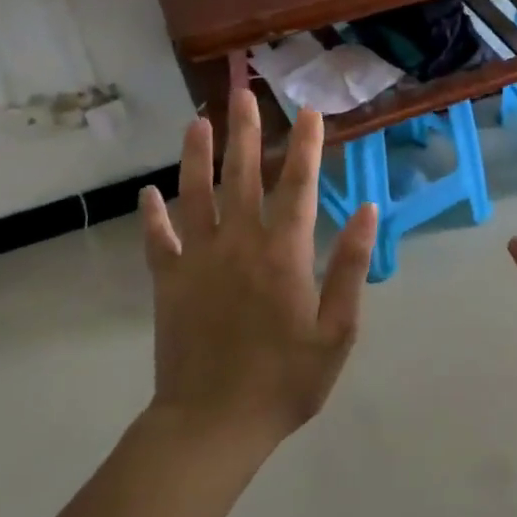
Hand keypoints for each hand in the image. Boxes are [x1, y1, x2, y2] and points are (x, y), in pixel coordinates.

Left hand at [139, 89, 377, 445]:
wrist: (213, 424)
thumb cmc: (285, 380)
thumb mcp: (338, 330)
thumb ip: (351, 266)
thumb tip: (368, 210)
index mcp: (285, 252)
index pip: (300, 184)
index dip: (306, 144)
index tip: (309, 110)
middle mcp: (240, 242)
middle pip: (244, 174)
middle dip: (247, 130)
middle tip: (244, 92)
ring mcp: (199, 259)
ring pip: (197, 193)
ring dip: (197, 155)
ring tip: (197, 121)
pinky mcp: (168, 281)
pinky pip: (158, 239)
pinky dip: (152, 215)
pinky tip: (149, 193)